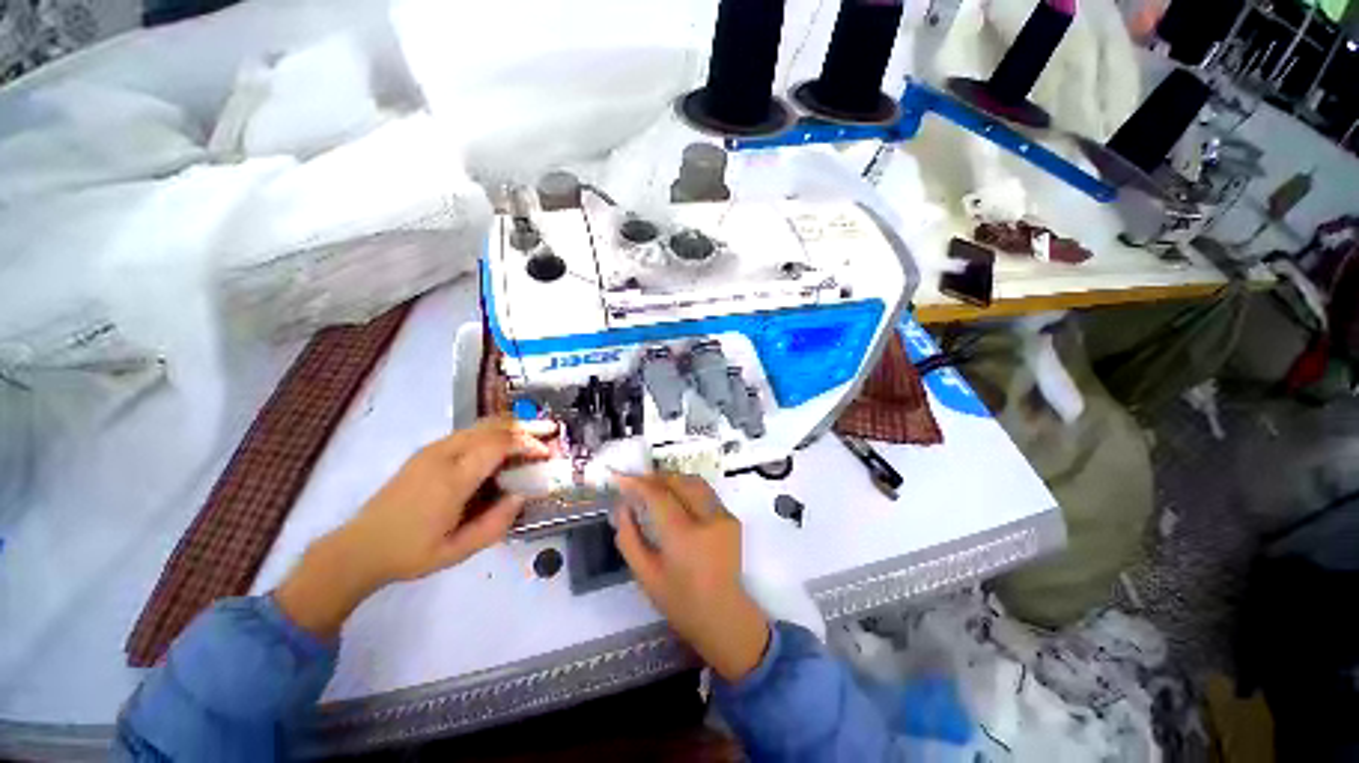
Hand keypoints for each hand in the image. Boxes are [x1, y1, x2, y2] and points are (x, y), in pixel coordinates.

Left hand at [275, 418, 550, 637]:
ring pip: (479, 425)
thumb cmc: (411, 553)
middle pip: (491, 426)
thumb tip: (521, 496)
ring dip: (509, 427)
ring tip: (530, 437)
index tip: (546, 452)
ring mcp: (432, 450)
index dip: (527, 443)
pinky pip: (467, 432)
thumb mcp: (457, 551)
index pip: (498, 445)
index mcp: (451, 479)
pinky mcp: (426, 451)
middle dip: (523, 427)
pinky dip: (491, 432)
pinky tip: (501, 445)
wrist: (359, 548)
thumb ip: (495, 524)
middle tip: (547, 434)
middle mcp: (442, 455)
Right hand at [614, 474, 770, 682]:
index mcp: (684, 537)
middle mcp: (708, 519)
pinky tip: (675, 499)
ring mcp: (723, 516)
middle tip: (636, 482)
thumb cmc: (679, 601)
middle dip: (655, 477)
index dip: (638, 483)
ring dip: (672, 479)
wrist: (723, 615)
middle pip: (678, 481)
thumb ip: (629, 537)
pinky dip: (687, 489)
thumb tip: (622, 506)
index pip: (658, 496)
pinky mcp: (732, 518)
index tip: (620, 478)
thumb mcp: (645, 574)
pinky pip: (705, 492)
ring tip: (653, 486)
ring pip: (694, 481)